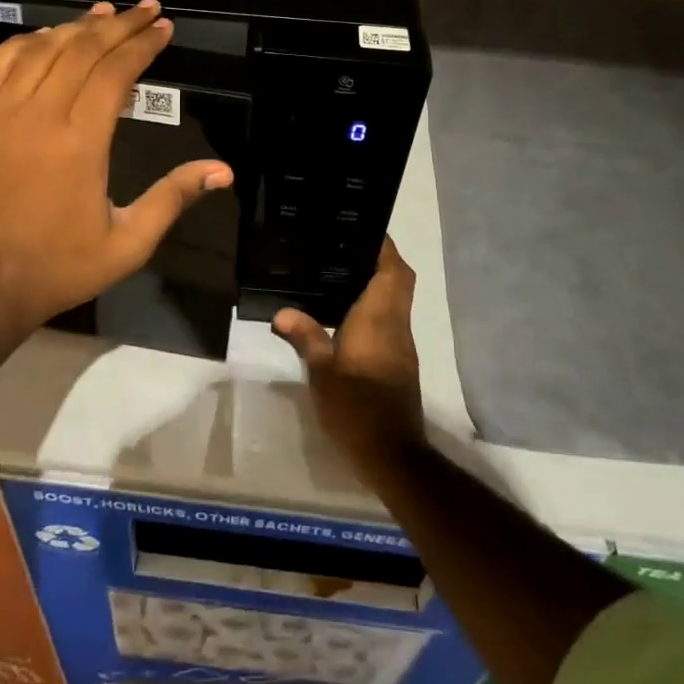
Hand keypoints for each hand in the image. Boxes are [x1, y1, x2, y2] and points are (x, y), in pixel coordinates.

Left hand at [0, 0, 233, 326]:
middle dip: (119, 24)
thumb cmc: (63, 265)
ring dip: (77, 26)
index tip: (164, 28)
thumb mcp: (130, 242)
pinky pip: (0, 64)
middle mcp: (40, 116)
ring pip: (42, 50)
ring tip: (105, 12)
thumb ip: (174, 198)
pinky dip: (26, 42)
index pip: (116, 73)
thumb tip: (223, 171)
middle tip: (146, 9)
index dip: (143, 45)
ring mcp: (1, 115)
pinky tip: (48, 35)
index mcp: (81, 143)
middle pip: (83, 50)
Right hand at [272, 239, 425, 476]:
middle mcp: (396, 324)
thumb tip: (282, 312)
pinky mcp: (399, 361)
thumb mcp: (321, 372)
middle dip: (381, 260)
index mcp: (379, 317)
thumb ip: (305, 336)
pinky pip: (391, 319)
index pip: (393, 270)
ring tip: (340, 272)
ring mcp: (401, 344)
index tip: (364, 229)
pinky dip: (375, 307)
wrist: (391, 453)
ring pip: (397, 300)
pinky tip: (347, 313)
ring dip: (379, 283)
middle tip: (346, 249)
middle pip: (400, 280)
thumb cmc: (355, 407)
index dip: (384, 247)